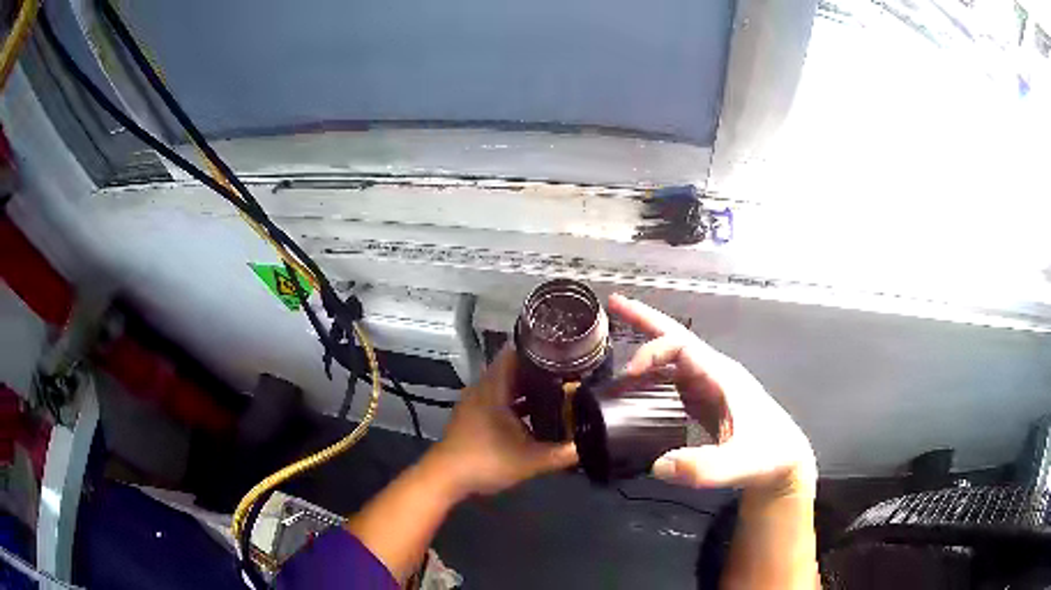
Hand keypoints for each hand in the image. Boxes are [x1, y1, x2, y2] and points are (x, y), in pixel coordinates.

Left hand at [428, 348, 577, 497]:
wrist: (445, 478)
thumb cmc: (485, 461)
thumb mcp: (530, 460)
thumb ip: (562, 453)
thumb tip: (590, 444)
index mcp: (494, 388)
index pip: (515, 353)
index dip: (540, 349)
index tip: (564, 349)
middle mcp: (483, 389)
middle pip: (513, 369)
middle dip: (540, 370)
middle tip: (570, 371)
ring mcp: (476, 403)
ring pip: (506, 386)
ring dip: (528, 387)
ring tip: (558, 390)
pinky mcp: (473, 417)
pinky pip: (499, 400)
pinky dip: (517, 403)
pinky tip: (535, 415)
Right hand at [608, 294, 815, 498]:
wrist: (784, 464)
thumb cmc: (768, 456)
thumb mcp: (740, 464)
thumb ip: (704, 467)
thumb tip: (657, 465)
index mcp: (721, 375)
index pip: (682, 344)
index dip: (653, 350)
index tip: (629, 373)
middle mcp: (713, 375)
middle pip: (675, 339)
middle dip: (645, 320)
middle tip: (614, 304)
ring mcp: (710, 389)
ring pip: (673, 360)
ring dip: (647, 349)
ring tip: (617, 346)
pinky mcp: (706, 405)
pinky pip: (674, 381)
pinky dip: (653, 376)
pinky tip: (639, 388)